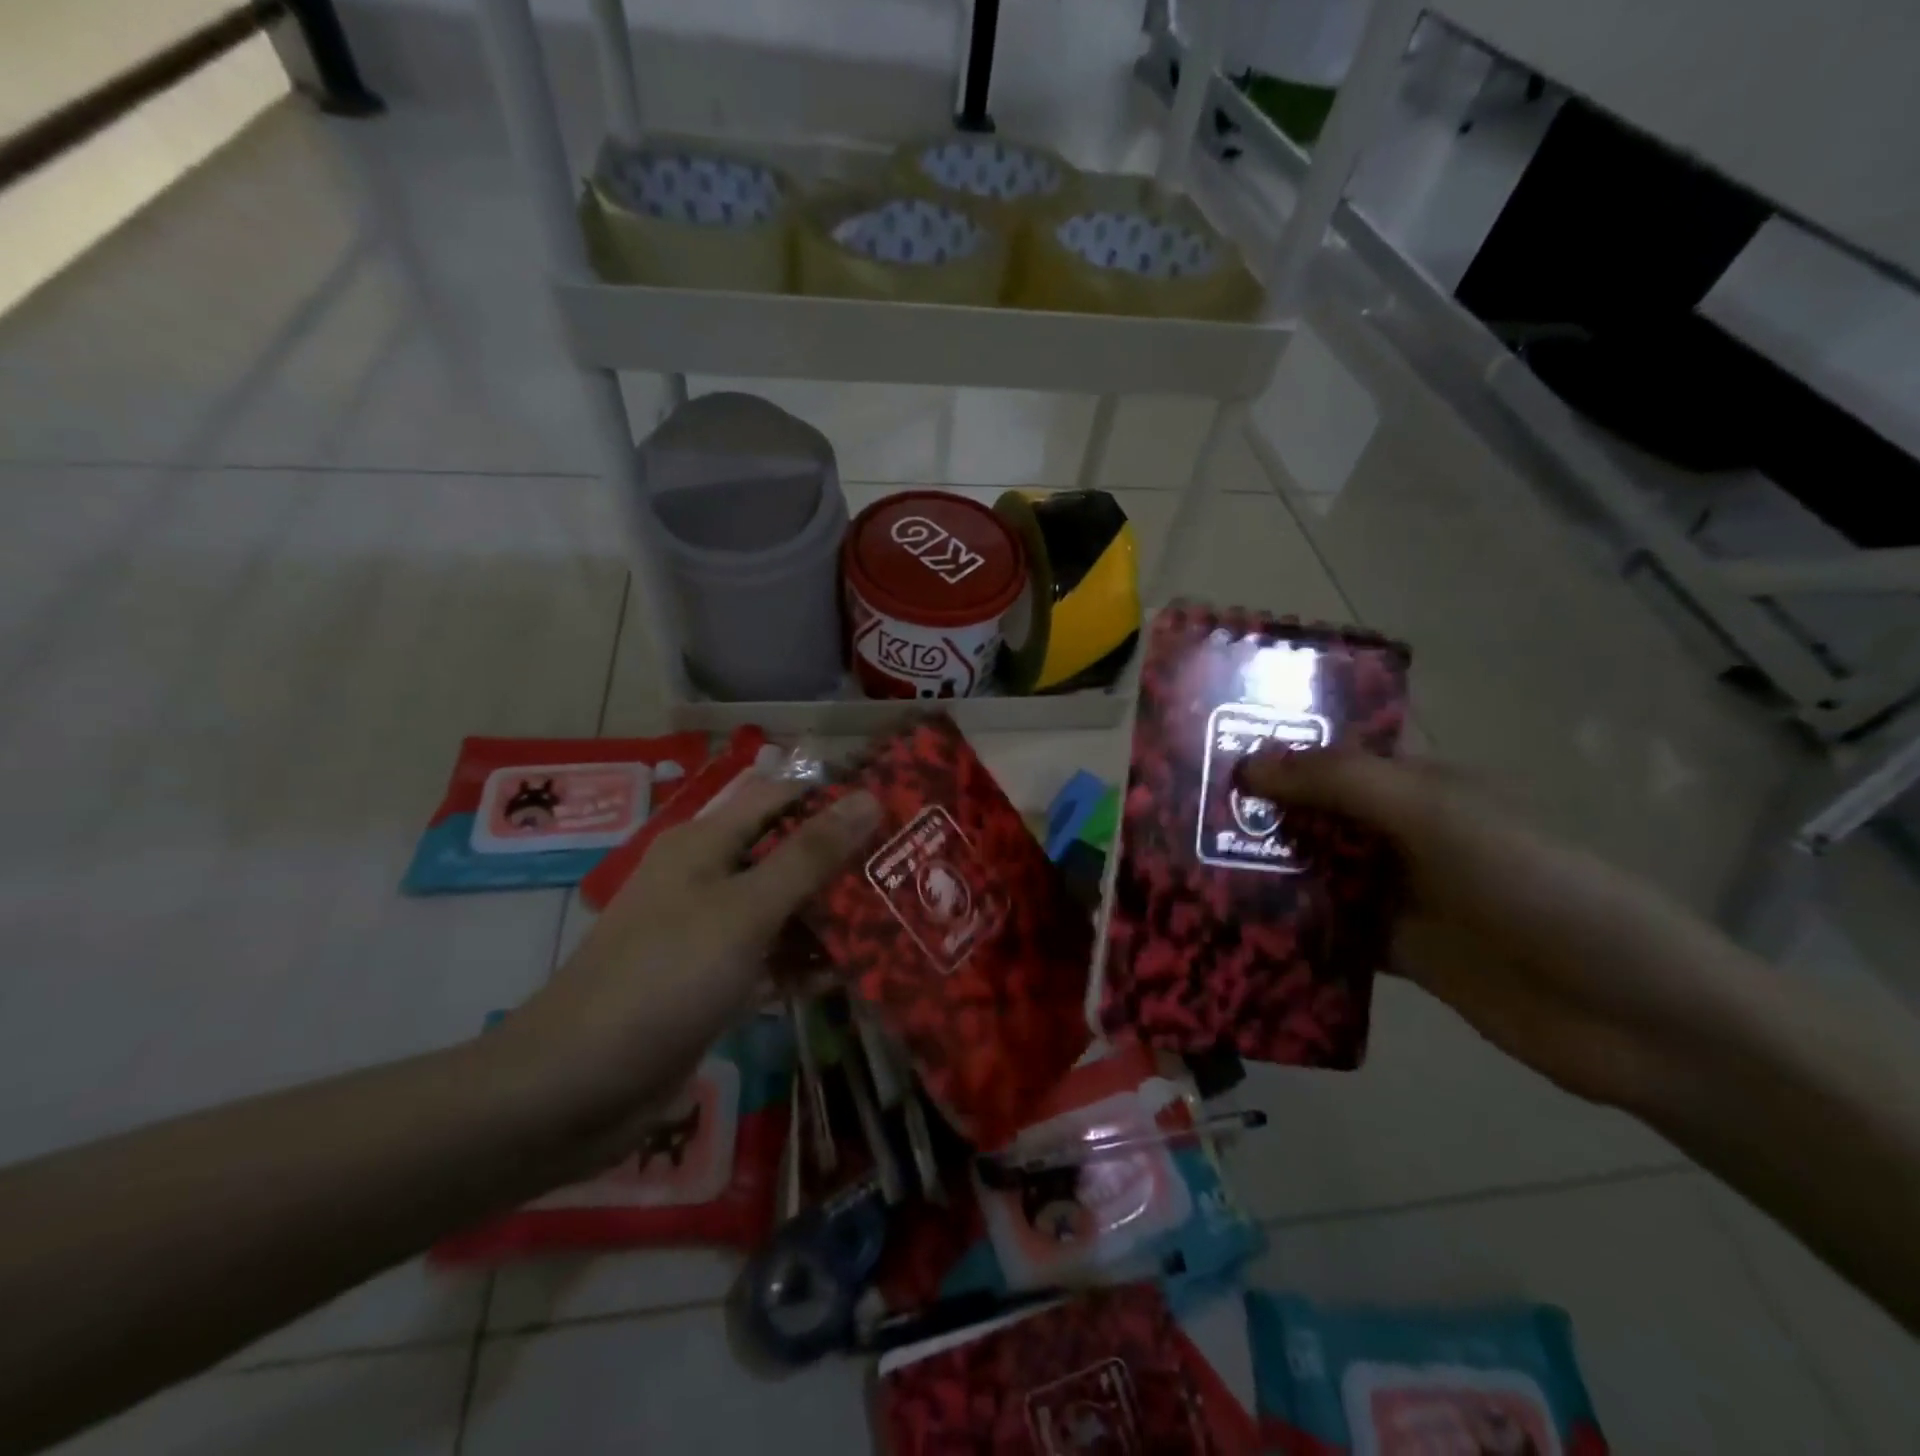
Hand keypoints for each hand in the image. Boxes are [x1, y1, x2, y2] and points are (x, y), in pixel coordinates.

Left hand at [497, 778, 879, 1167]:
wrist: (572, 1089)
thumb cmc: (665, 978)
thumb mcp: (746, 910)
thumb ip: (810, 855)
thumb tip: (868, 798)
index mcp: (706, 843)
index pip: (781, 797)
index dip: (834, 796)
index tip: (896, 808)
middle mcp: (707, 878)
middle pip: (786, 854)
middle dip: (842, 862)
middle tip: (907, 870)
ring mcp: (708, 933)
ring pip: (782, 909)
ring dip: (830, 916)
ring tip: (898, 921)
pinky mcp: (711, 982)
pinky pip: (770, 959)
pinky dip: (804, 963)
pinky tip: (852, 975)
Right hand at [1237, 749, 1759, 1110]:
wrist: (1632, 1015)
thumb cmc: (1536, 885)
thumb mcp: (1436, 815)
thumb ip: (1341, 783)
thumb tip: (1248, 766)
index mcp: (1421, 786)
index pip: (1337, 751)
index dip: (1278, 743)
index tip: (1208, 746)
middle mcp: (1404, 833)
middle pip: (1316, 811)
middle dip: (1256, 808)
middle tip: (1176, 810)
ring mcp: (1399, 894)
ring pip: (1315, 870)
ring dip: (1263, 868)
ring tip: (1186, 864)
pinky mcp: (1396, 951)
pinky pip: (1327, 929)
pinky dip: (1286, 927)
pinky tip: (1232, 926)